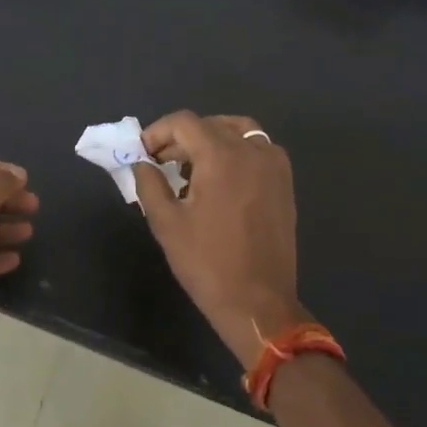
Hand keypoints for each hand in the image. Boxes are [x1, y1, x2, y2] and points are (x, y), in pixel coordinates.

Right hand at [132, 112, 304, 367]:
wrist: (259, 304)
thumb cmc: (208, 264)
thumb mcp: (166, 223)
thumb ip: (149, 184)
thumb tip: (141, 163)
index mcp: (221, 156)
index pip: (184, 122)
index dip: (157, 132)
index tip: (143, 153)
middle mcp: (251, 151)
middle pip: (210, 124)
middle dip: (181, 137)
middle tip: (161, 162)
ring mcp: (273, 165)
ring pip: (238, 130)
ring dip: (210, 138)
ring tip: (191, 165)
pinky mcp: (284, 183)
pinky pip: (258, 148)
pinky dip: (237, 150)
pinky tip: (222, 177)